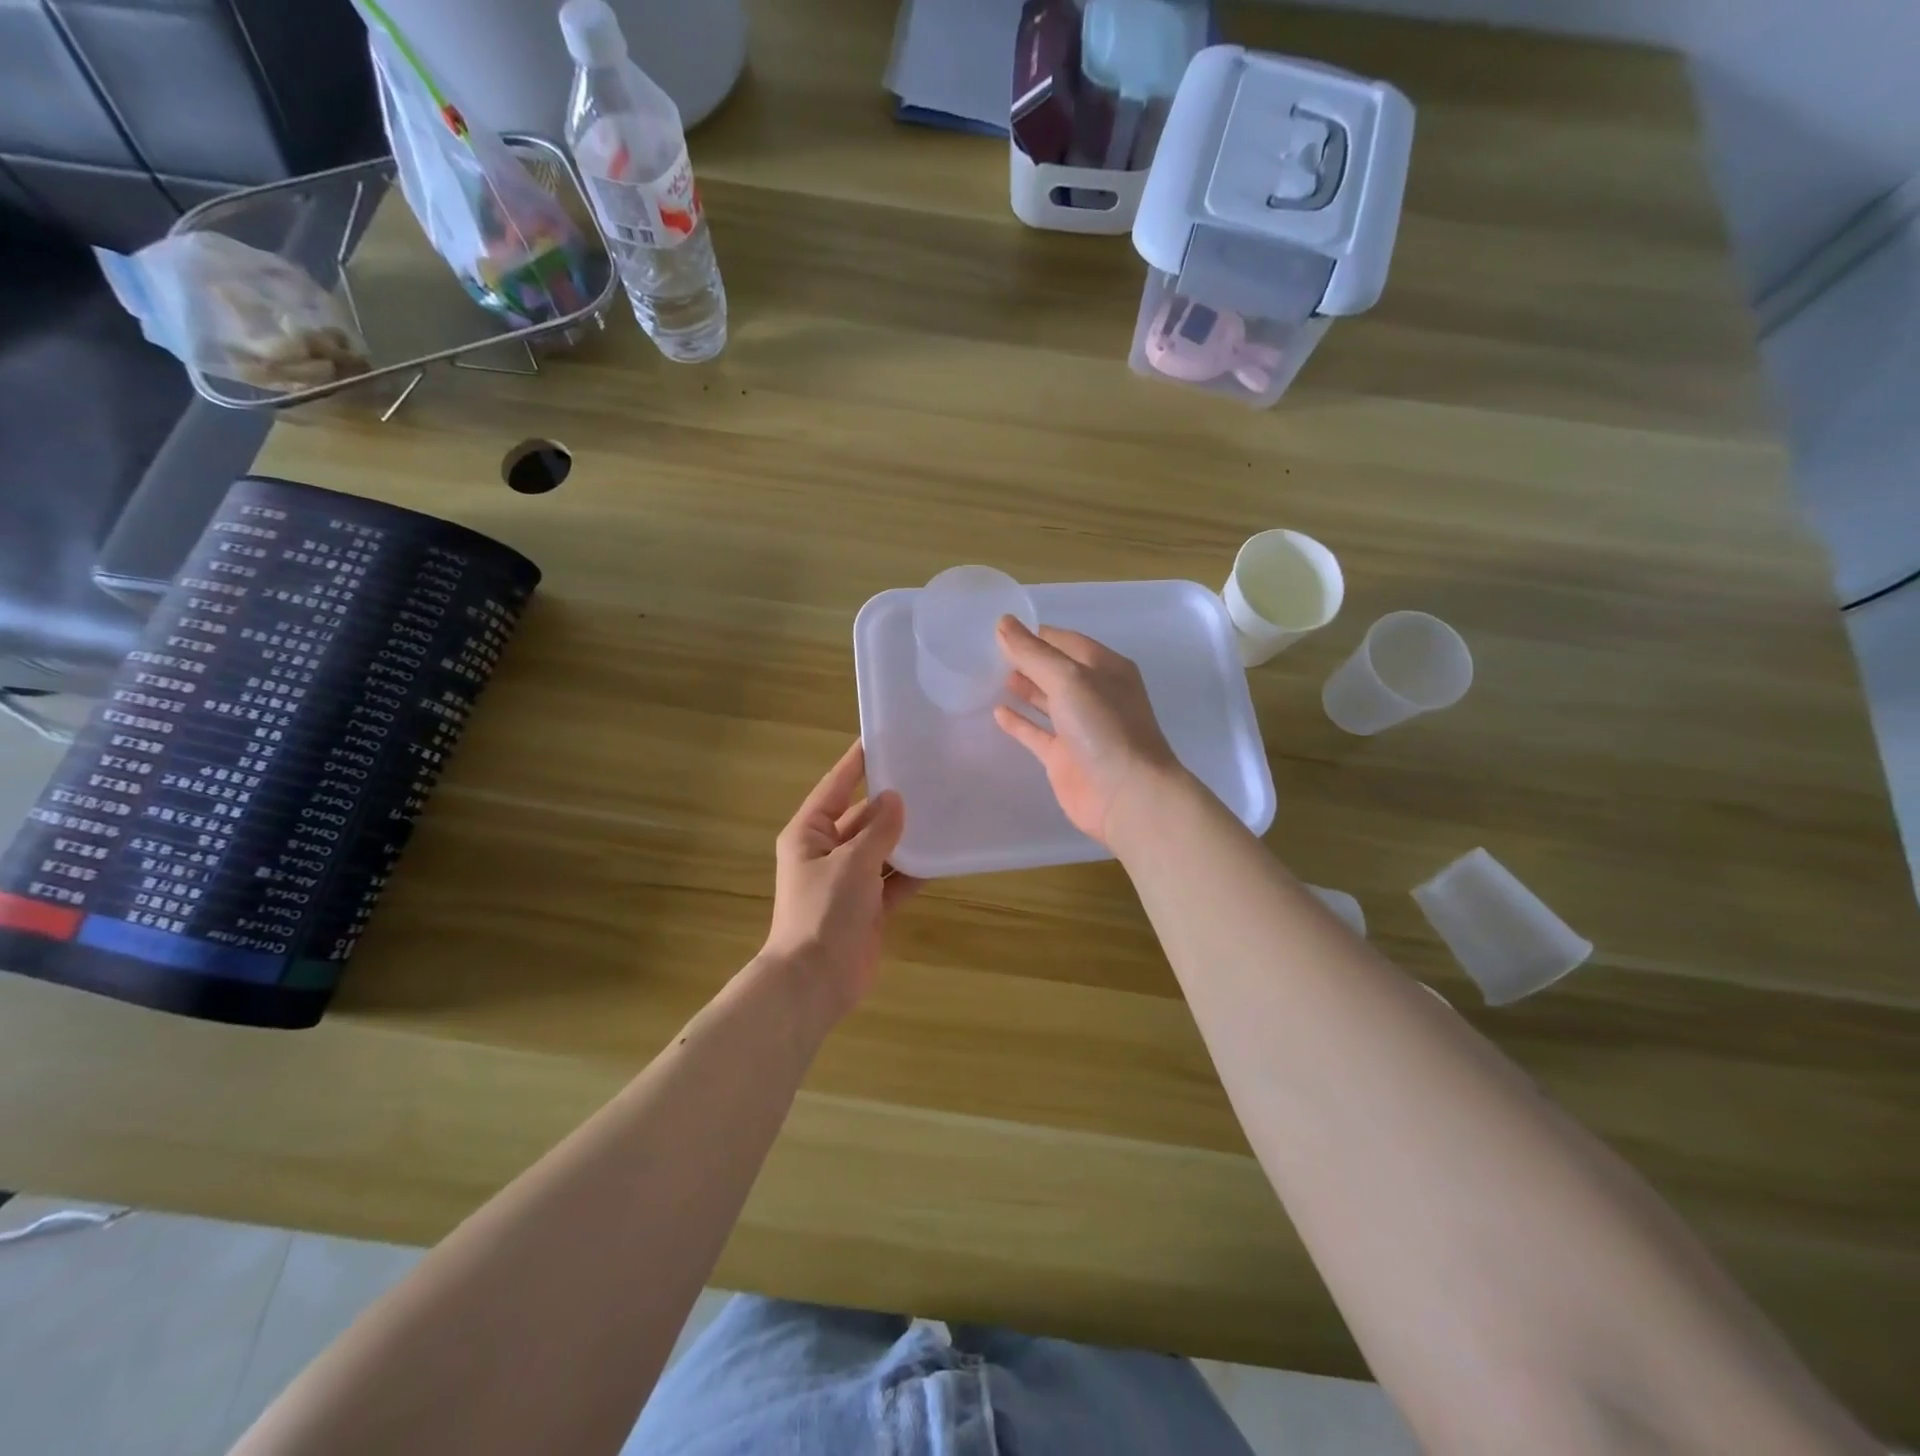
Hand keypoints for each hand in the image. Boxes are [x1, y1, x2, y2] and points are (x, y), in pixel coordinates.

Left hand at [764, 740, 919, 1027]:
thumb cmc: (824, 912)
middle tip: (929, 776)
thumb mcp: (852, 863)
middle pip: (862, 817)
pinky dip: (914, 870)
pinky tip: (943, 855)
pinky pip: (894, 879)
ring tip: (943, 809)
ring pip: (882, 848)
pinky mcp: (869, 907)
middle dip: (891, 802)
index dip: (856, 763)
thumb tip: (895, 798)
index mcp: (810, 833)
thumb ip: (878, 830)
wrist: (815, 982)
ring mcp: (849, 881)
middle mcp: (827, 851)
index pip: (835, 786)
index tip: (881, 737)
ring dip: (906, 837)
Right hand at [992, 618, 1184, 847]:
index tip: (1000, 628)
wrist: (1127, 795)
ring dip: (1023, 687)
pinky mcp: (1064, 758)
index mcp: (1105, 668)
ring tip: (990, 675)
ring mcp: (1079, 728)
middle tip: (987, 650)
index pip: (1065, 641)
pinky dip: (1019, 722)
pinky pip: (1037, 733)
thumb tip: (1003, 623)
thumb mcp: (1069, 679)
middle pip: (1055, 669)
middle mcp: (1094, 694)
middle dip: (1027, 659)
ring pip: (1046, 700)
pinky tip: (997, 712)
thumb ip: (1033, 653)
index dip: (1035, 634)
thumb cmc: (1104, 727)